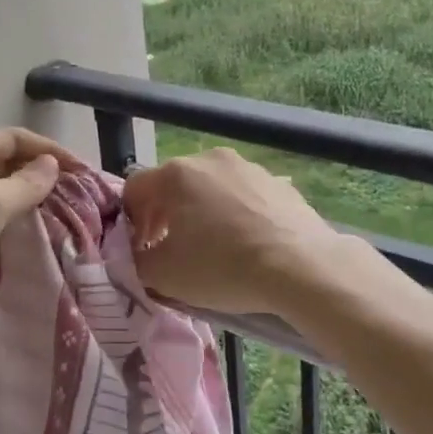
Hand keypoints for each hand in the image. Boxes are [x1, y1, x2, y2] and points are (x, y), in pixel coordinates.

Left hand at [0, 128, 81, 336]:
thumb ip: (25, 184)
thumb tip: (51, 165)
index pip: (14, 138)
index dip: (49, 149)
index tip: (81, 171)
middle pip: (4, 160)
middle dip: (38, 172)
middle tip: (72, 193)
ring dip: (23, 195)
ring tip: (53, 212)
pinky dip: (4, 216)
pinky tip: (19, 232)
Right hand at [122, 148, 341, 314]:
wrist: (302, 267)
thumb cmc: (222, 266)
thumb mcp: (163, 275)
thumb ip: (136, 261)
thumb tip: (139, 254)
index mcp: (176, 174)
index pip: (134, 189)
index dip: (130, 222)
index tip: (141, 250)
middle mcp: (209, 159)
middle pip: (173, 185)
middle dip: (165, 217)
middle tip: (172, 251)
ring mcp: (248, 167)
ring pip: (210, 188)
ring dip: (201, 214)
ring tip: (212, 249)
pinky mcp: (278, 183)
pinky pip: (243, 197)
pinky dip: (235, 216)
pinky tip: (246, 245)